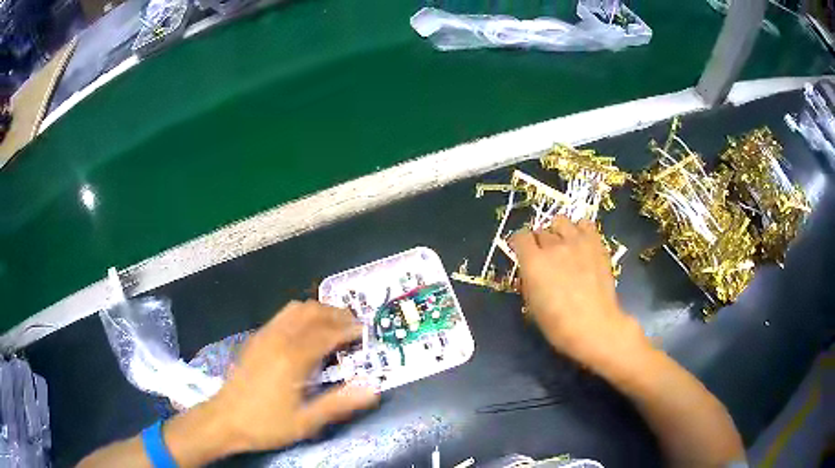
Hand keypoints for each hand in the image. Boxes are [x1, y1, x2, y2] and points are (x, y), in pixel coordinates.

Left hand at [198, 300, 378, 453]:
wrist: (225, 419)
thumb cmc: (266, 424)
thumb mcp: (305, 422)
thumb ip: (338, 404)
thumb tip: (372, 389)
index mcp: (293, 358)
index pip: (327, 333)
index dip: (349, 330)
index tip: (365, 332)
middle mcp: (279, 339)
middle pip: (312, 312)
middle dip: (336, 315)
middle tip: (353, 326)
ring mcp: (264, 336)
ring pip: (296, 309)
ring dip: (318, 311)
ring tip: (333, 325)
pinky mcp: (256, 339)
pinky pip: (282, 316)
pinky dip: (301, 315)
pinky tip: (305, 332)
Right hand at [510, 216, 646, 364]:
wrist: (594, 326)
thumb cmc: (558, 324)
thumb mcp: (532, 305)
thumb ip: (528, 280)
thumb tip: (530, 270)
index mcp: (533, 262)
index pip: (520, 237)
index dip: (520, 244)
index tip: (522, 252)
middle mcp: (553, 246)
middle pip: (541, 231)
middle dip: (540, 242)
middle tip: (546, 258)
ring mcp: (577, 242)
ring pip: (561, 221)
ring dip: (558, 231)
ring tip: (563, 245)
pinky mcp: (596, 243)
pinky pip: (585, 224)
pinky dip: (580, 229)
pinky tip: (581, 243)